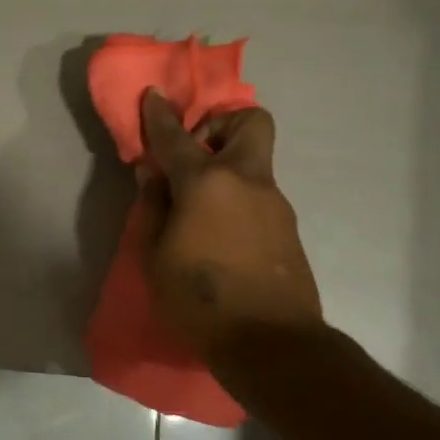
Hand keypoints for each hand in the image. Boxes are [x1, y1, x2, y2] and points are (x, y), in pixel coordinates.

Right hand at [134, 89, 322, 356]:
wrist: (270, 342)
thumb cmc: (198, 298)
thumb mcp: (155, 255)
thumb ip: (155, 207)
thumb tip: (154, 174)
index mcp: (206, 183)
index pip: (176, 137)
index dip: (160, 115)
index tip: (153, 96)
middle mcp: (246, 181)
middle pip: (250, 122)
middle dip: (221, 122)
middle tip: (194, 152)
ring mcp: (274, 203)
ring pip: (253, 163)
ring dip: (226, 167)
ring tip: (196, 207)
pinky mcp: (287, 228)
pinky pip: (257, 196)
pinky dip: (236, 198)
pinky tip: (218, 235)